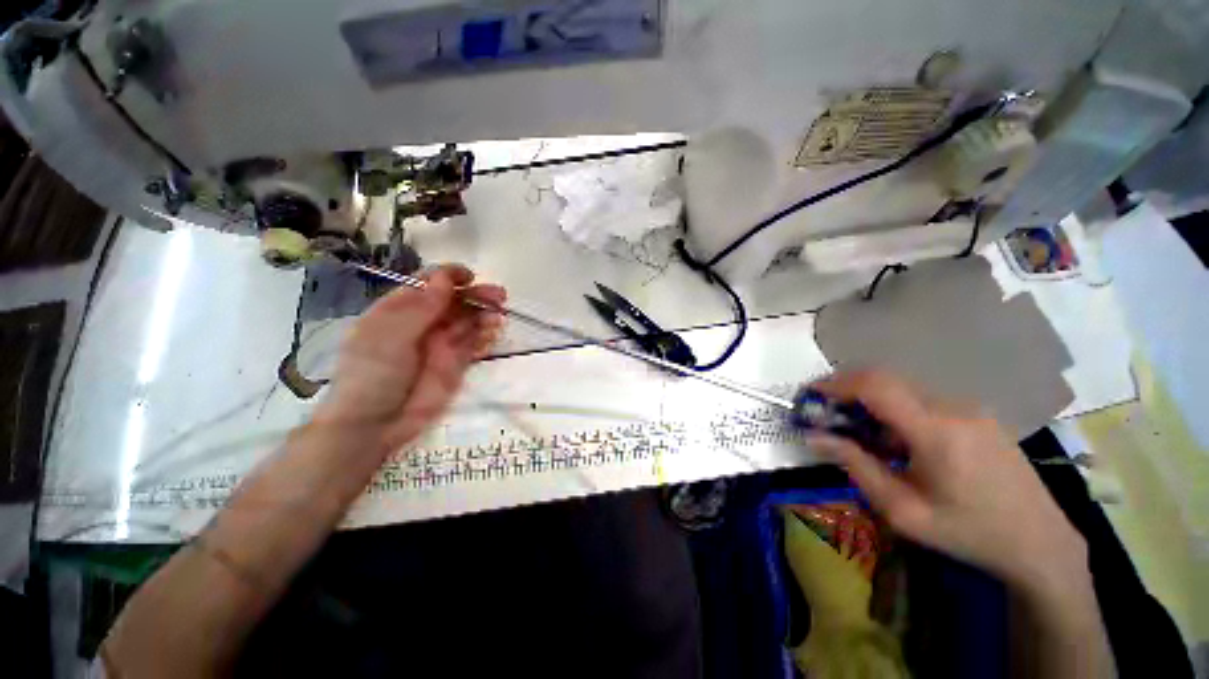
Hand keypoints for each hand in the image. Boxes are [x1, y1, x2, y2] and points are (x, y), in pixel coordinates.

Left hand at [313, 265, 505, 456]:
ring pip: (468, 321)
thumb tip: (443, 278)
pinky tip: (494, 332)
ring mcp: (441, 343)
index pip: (427, 284)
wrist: (375, 425)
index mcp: (399, 310)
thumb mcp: (392, 336)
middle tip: (499, 296)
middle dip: (476, 296)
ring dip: (485, 315)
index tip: (470, 277)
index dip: (448, 276)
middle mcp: (422, 323)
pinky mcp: (456, 363)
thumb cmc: (373, 374)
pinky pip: (474, 343)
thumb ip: (421, 308)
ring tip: (498, 318)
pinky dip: (486, 335)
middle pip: (454, 302)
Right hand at [808, 371, 1086, 589]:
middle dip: (847, 387)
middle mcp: (953, 408)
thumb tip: (814, 436)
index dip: (836, 383)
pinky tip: (894, 436)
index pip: (875, 387)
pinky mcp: (978, 414)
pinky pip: (923, 398)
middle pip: (887, 379)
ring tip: (856, 427)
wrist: (1040, 543)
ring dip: (871, 398)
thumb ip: (856, 466)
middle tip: (825, 409)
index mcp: (936, 431)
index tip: (810, 393)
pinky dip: (895, 406)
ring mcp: (970, 408)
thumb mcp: (903, 510)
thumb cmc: (967, 532)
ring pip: (904, 387)